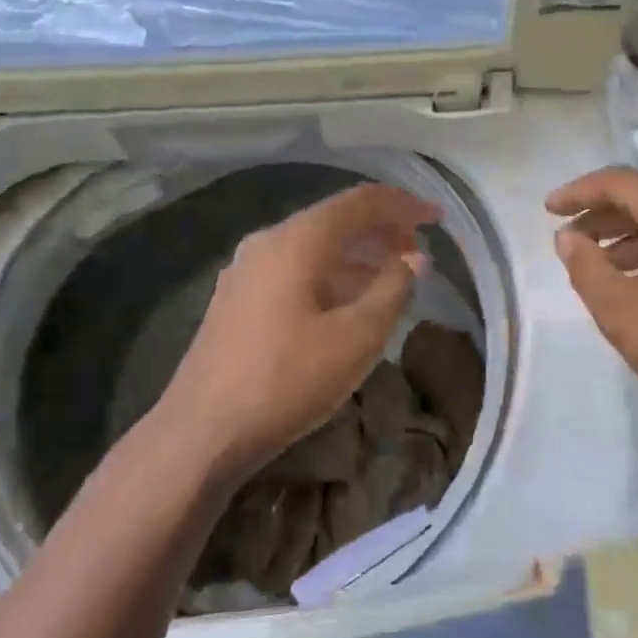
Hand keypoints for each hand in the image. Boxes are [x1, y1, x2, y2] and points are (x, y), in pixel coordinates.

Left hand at [154, 183, 437, 478]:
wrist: (201, 435)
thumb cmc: (286, 380)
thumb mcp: (357, 337)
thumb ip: (393, 289)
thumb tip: (412, 259)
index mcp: (296, 241)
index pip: (359, 202)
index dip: (403, 205)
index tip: (437, 219)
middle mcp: (267, 243)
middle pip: (335, 220)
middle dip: (381, 230)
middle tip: (418, 251)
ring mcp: (246, 272)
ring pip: (314, 247)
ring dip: (358, 256)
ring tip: (393, 278)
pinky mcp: (238, 301)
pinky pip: (296, 271)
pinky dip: (332, 275)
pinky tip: (349, 304)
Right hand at [547, 166, 637, 440]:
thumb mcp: (619, 308)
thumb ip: (585, 265)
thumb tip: (567, 237)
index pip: (622, 183)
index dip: (579, 192)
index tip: (549, 209)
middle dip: (602, 213)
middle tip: (567, 234)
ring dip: (627, 234)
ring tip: (593, 259)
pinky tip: (632, 276)